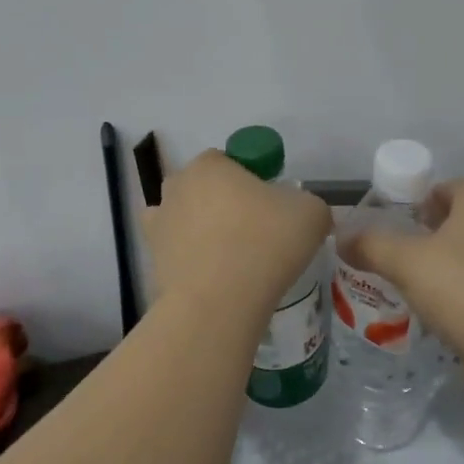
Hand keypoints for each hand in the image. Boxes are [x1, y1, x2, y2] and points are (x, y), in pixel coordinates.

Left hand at [144, 150, 330, 319]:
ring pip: (185, 217)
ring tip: (232, 257)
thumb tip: (300, 212)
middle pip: (204, 187)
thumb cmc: (265, 244)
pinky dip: (188, 257)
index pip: (229, 160)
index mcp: (210, 165)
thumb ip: (308, 202)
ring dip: (202, 229)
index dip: (251, 179)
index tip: (270, 205)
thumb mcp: (311, 213)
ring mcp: (159, 223)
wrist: (219, 303)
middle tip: (255, 231)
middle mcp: (177, 186)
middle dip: (224, 202)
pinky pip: (175, 250)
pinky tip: (210, 273)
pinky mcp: (153, 259)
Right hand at [338, 180, 463, 353]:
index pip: (451, 187)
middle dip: (442, 228)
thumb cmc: (461, 288)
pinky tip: (454, 306)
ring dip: (459, 257)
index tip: (404, 222)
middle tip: (414, 249)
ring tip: (430, 280)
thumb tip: (341, 237)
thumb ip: (371, 245)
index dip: (424, 200)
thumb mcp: (404, 263)